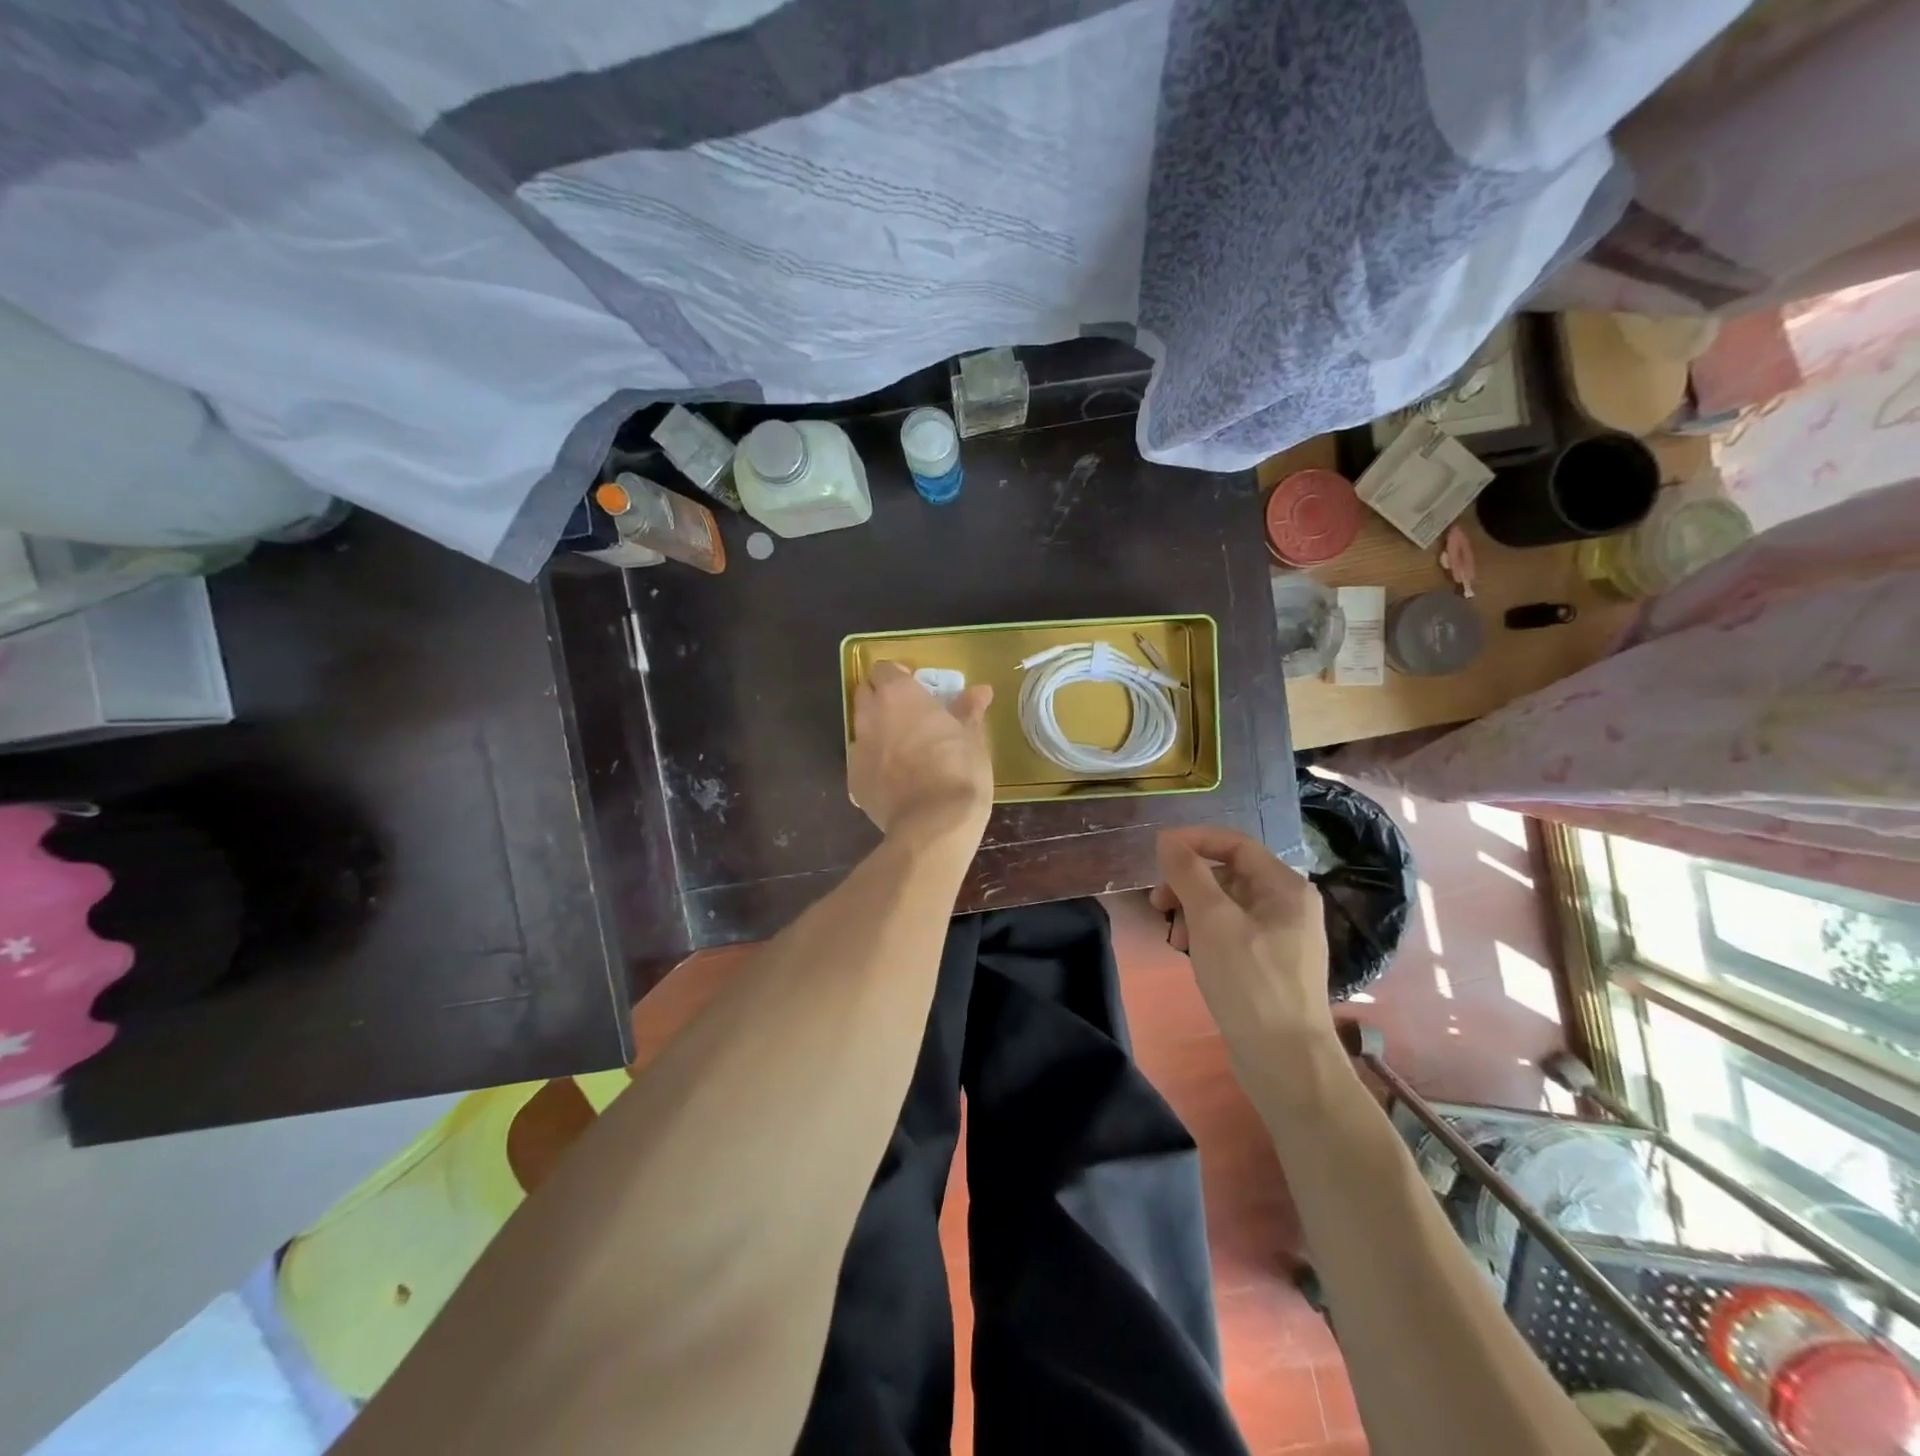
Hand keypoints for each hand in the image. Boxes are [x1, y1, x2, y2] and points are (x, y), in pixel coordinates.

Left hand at [850, 661, 994, 844]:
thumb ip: (969, 711)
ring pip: (861, 727)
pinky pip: (861, 760)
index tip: (916, 687)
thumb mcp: (972, 739)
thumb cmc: (958, 771)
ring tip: (901, 745)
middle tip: (907, 712)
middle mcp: (871, 715)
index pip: (884, 669)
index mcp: (899, 695)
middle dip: (881, 697)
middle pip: (865, 693)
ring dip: (876, 729)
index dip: (898, 676)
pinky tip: (894, 776)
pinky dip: (874, 761)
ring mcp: (858, 748)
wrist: (932, 825)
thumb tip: (980, 691)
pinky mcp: (853, 780)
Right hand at [1151, 826, 1336, 1070]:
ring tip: (1174, 938)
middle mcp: (1288, 905)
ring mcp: (1281, 936)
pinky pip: (1231, 931)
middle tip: (1158, 904)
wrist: (1285, 1062)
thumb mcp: (1212, 920)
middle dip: (1189, 884)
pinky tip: (1190, 953)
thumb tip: (1167, 839)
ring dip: (1193, 911)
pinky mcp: (1269, 963)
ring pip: (1226, 904)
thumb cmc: (1250, 982)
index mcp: (1285, 887)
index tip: (1157, 852)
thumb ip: (1188, 874)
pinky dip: (1206, 934)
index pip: (1235, 844)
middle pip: (1228, 874)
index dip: (1194, 841)